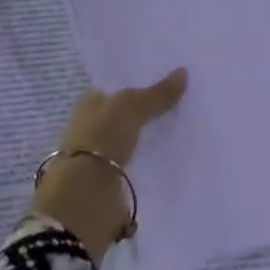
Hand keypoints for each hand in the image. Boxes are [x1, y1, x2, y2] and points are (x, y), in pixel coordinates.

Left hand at [30, 68, 186, 258]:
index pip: (117, 88)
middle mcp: (92, 128)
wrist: (85, 197)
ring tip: (184, 130)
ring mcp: (101, 157)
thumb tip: (183, 72)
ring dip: (150, 140)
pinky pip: (137, 166)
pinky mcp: (112, 184)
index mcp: (89, 103)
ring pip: (132, 141)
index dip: (139, 83)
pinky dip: (150, 164)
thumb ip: (157, 93)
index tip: (168, 80)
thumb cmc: (101, 138)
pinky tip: (173, 158)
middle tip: (183, 103)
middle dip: (148, 112)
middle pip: (126, 115)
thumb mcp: (132, 107)